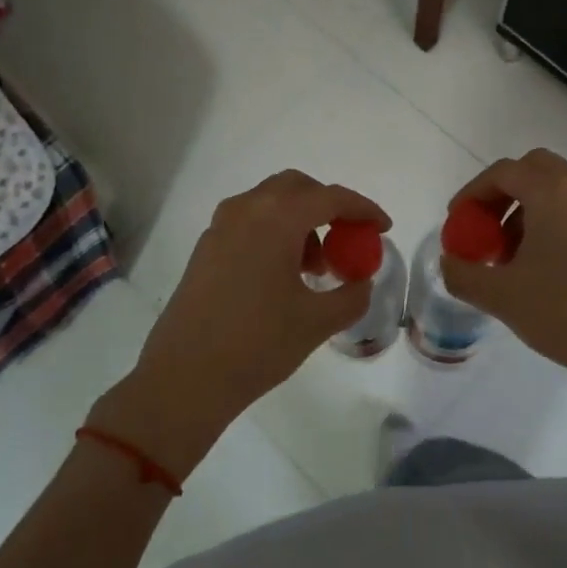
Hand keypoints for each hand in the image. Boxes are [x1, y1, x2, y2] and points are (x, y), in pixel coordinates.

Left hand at [94, 171, 389, 479]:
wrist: (183, 379)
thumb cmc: (257, 344)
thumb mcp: (317, 322)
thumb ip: (352, 295)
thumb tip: (361, 281)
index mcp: (277, 218)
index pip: (331, 197)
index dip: (363, 209)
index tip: (383, 228)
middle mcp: (247, 209)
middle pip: (298, 188)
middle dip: (328, 207)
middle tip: (347, 240)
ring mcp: (221, 226)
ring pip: (271, 203)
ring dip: (301, 221)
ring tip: (315, 268)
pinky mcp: (206, 246)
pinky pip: (250, 221)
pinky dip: (275, 233)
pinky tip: (282, 276)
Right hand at [441, 149, 566, 386]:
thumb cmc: (563, 312)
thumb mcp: (501, 296)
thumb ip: (462, 273)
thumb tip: (449, 262)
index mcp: (552, 193)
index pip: (503, 173)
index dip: (473, 193)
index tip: (458, 221)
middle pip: (533, 168)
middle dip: (503, 191)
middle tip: (484, 224)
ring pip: (556, 186)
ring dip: (526, 205)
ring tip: (509, 250)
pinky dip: (550, 216)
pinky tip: (540, 259)